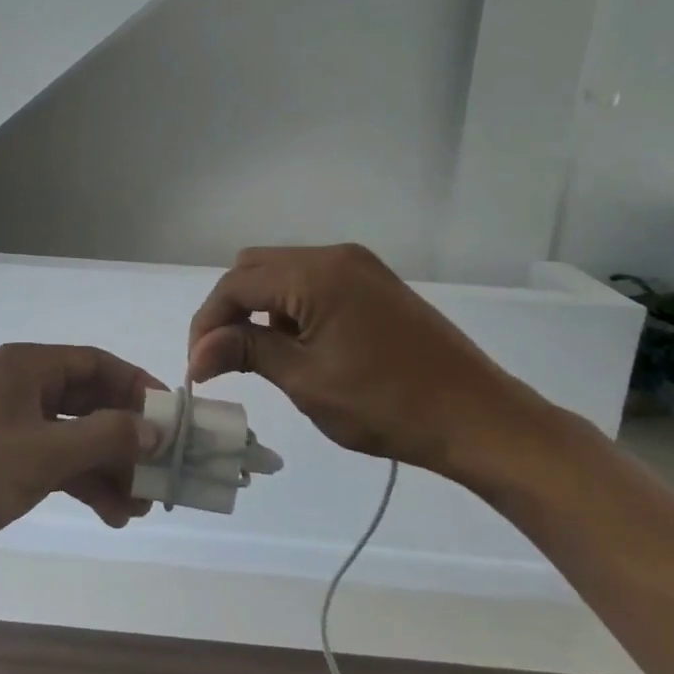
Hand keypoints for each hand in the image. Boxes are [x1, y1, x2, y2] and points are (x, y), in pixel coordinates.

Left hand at [0, 343, 164, 572]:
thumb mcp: (40, 454)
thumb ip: (103, 438)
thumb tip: (156, 428)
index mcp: (28, 368)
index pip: (97, 364)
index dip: (138, 387)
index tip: (173, 419)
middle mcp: (22, 390)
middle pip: (90, 403)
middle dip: (127, 437)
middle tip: (162, 472)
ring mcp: (12, 427)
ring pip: (76, 439)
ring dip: (110, 467)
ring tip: (142, 506)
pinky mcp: (3, 462)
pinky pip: (56, 464)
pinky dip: (84, 484)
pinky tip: (112, 514)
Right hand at [186, 244, 552, 481]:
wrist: (477, 418)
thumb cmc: (385, 405)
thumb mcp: (305, 380)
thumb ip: (246, 351)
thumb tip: (197, 353)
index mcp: (315, 274)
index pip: (236, 284)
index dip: (208, 323)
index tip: (198, 367)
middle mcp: (334, 256)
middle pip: (255, 268)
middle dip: (230, 310)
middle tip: (223, 357)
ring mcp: (359, 266)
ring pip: (282, 273)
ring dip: (260, 308)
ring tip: (262, 357)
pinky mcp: (375, 283)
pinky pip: (313, 282)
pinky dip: (291, 307)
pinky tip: (301, 346)